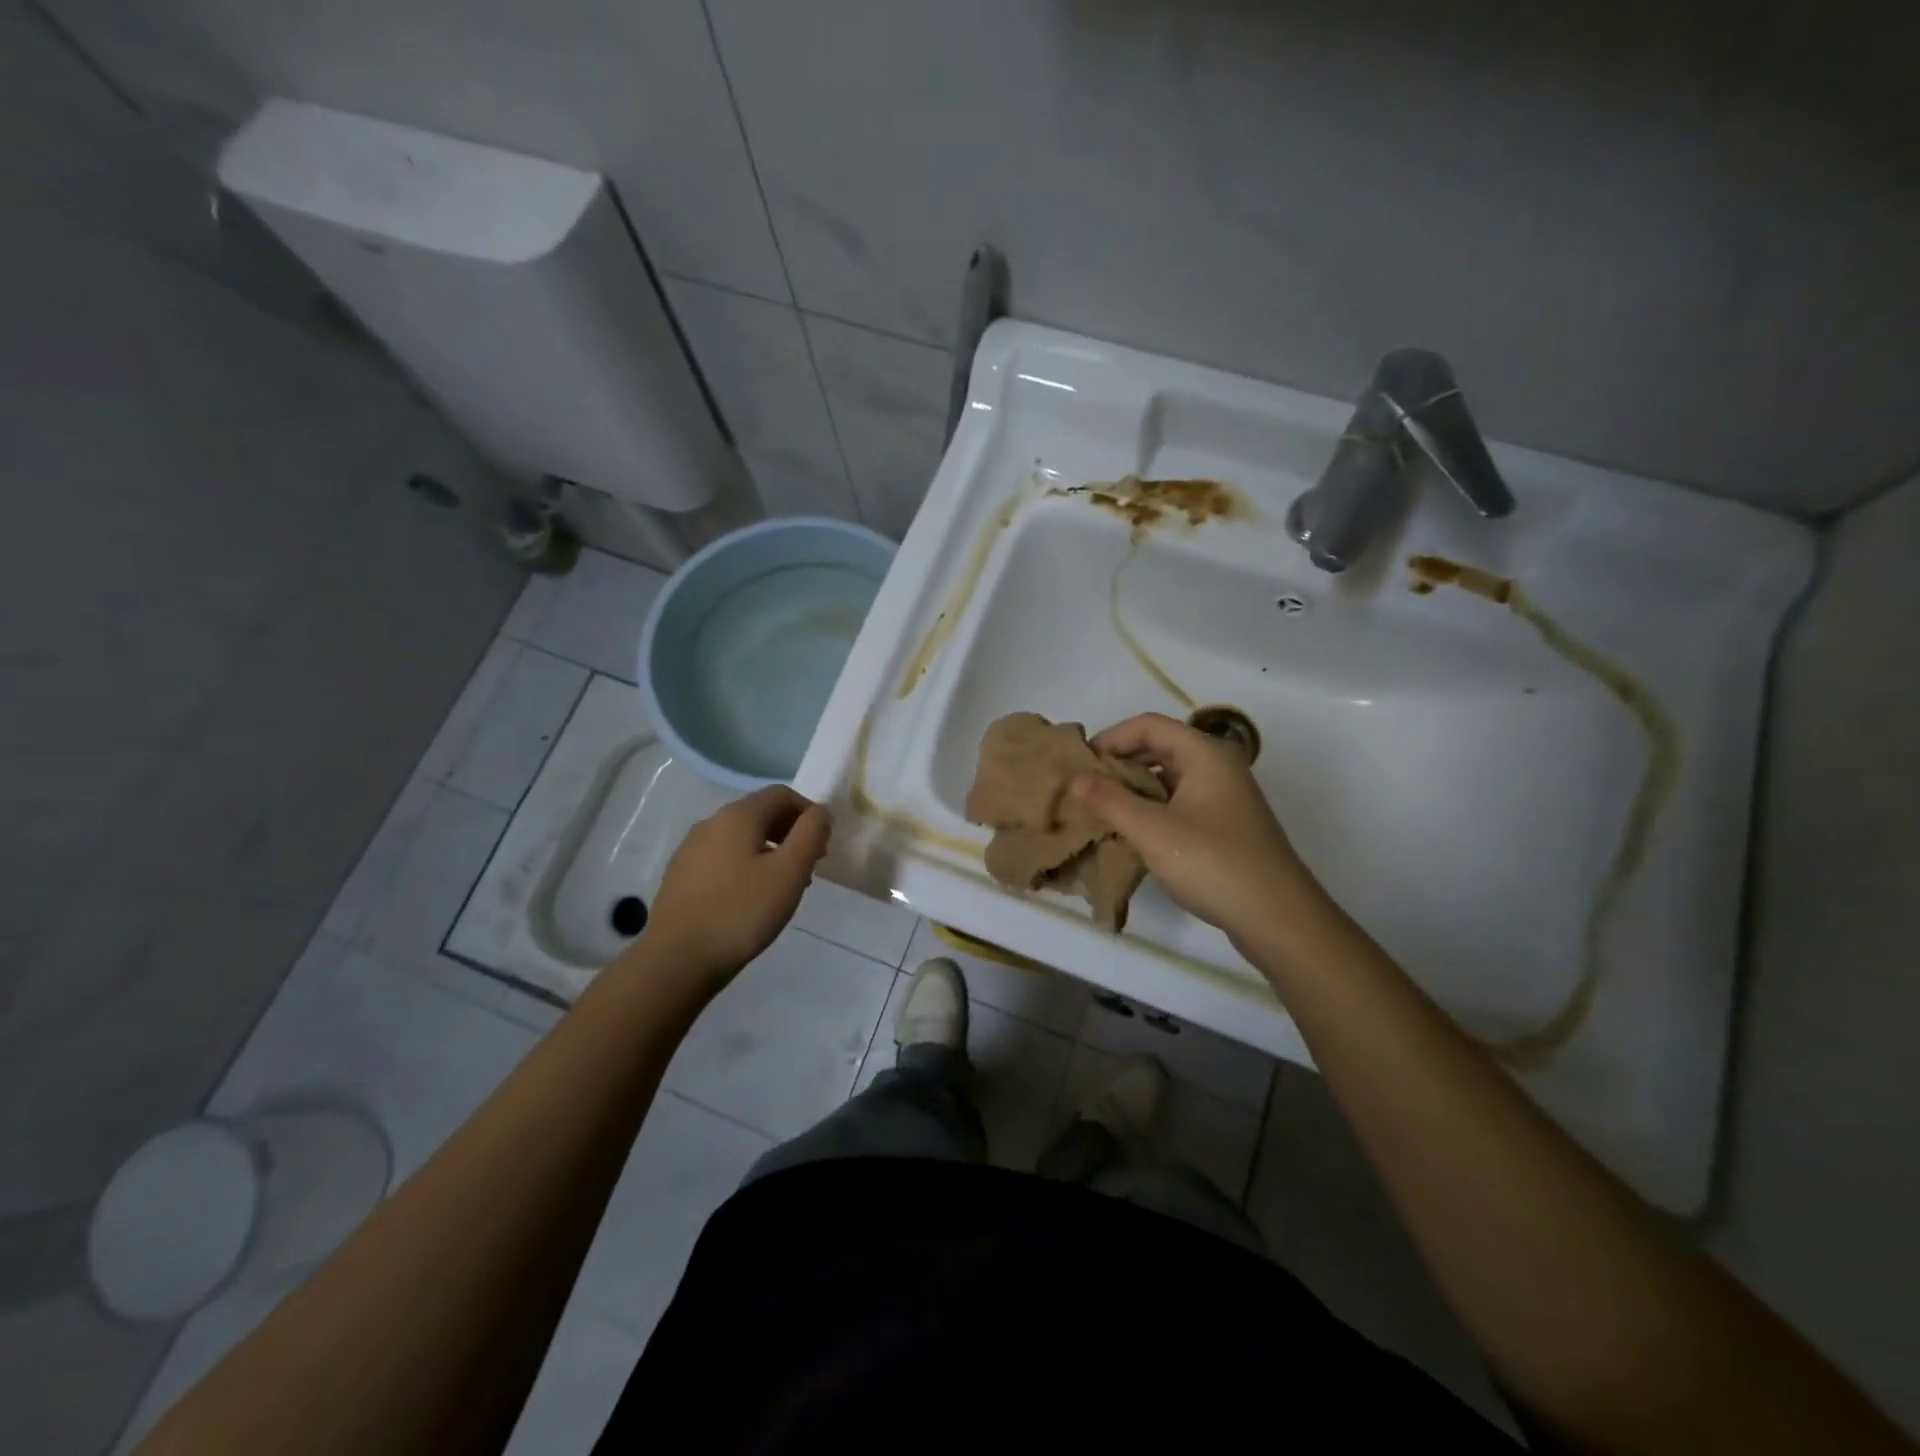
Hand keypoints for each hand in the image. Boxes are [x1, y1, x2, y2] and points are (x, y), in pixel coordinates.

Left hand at [646, 786, 830, 984]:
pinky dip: (745, 866)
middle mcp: (710, 823)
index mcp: (738, 816)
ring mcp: (690, 849)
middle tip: (807, 868)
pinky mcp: (680, 875)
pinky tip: (749, 900)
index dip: (809, 813)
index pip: (781, 794)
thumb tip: (820, 811)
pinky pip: (722, 858)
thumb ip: (811, 834)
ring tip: (782, 887)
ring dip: (769, 851)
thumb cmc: (741, 912)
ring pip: (741, 837)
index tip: (822, 847)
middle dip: (790, 833)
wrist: (676, 961)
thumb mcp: (789, 872)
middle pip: (760, 813)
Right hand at [1071, 713, 1319, 944]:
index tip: (1080, 766)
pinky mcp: (1223, 825)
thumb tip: (1075, 779)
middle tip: (1084, 789)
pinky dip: (1150, 809)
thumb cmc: (1214, 865)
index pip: (1149, 725)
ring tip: (1100, 811)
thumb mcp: (1154, 831)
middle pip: (1158, 747)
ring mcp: (1222, 797)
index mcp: (1205, 754)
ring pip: (1167, 778)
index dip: (1111, 738)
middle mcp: (1216, 767)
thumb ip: (1111, 801)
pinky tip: (1130, 833)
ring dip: (1132, 789)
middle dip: (1119, 764)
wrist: (1278, 919)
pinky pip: (1178, 802)